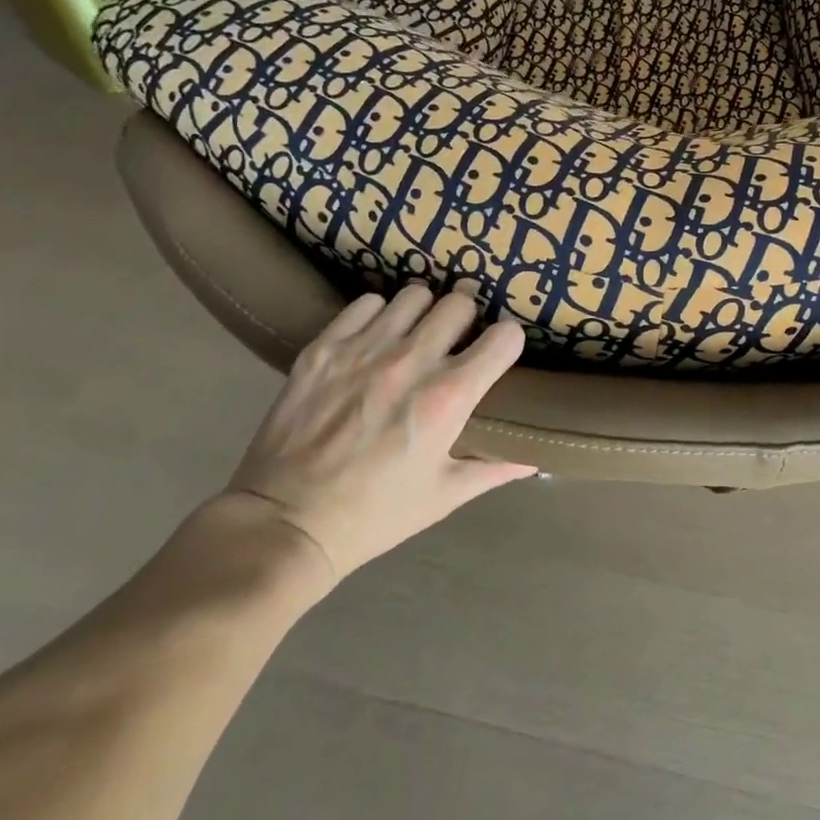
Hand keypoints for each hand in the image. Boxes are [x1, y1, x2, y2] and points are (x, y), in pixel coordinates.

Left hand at [217, 284, 534, 596]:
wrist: (284, 524)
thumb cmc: (374, 515)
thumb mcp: (443, 497)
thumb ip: (493, 468)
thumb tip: (534, 460)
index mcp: (448, 398)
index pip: (504, 337)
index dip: (507, 343)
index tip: (497, 354)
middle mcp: (411, 362)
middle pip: (459, 303)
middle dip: (466, 319)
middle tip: (456, 340)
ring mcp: (364, 350)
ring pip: (413, 296)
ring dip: (421, 313)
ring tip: (413, 335)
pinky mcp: (324, 348)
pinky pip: (366, 304)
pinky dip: (377, 316)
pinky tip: (373, 340)